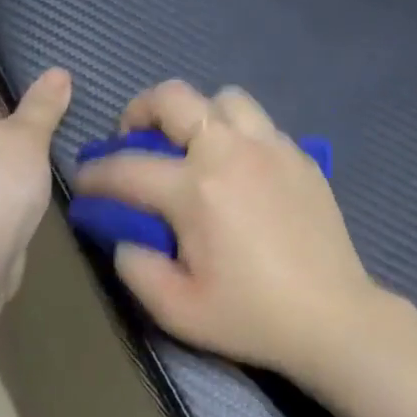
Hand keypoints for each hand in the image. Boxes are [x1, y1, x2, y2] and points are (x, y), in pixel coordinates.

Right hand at [73, 80, 383, 377]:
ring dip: (196, 115)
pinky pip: (258, 123)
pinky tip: (237, 170)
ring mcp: (271, 148)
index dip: (94, 175)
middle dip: (139, 111)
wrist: (333, 318)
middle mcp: (230, 152)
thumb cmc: (251, 316)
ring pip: (223, 98)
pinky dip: (235, 133)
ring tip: (191, 148)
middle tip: (133, 140)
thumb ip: (135, 266)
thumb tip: (122, 233)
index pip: (126, 168)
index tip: (83, 184)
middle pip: (173, 97)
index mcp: (196, 190)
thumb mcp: (176, 309)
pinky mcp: (300, 156)